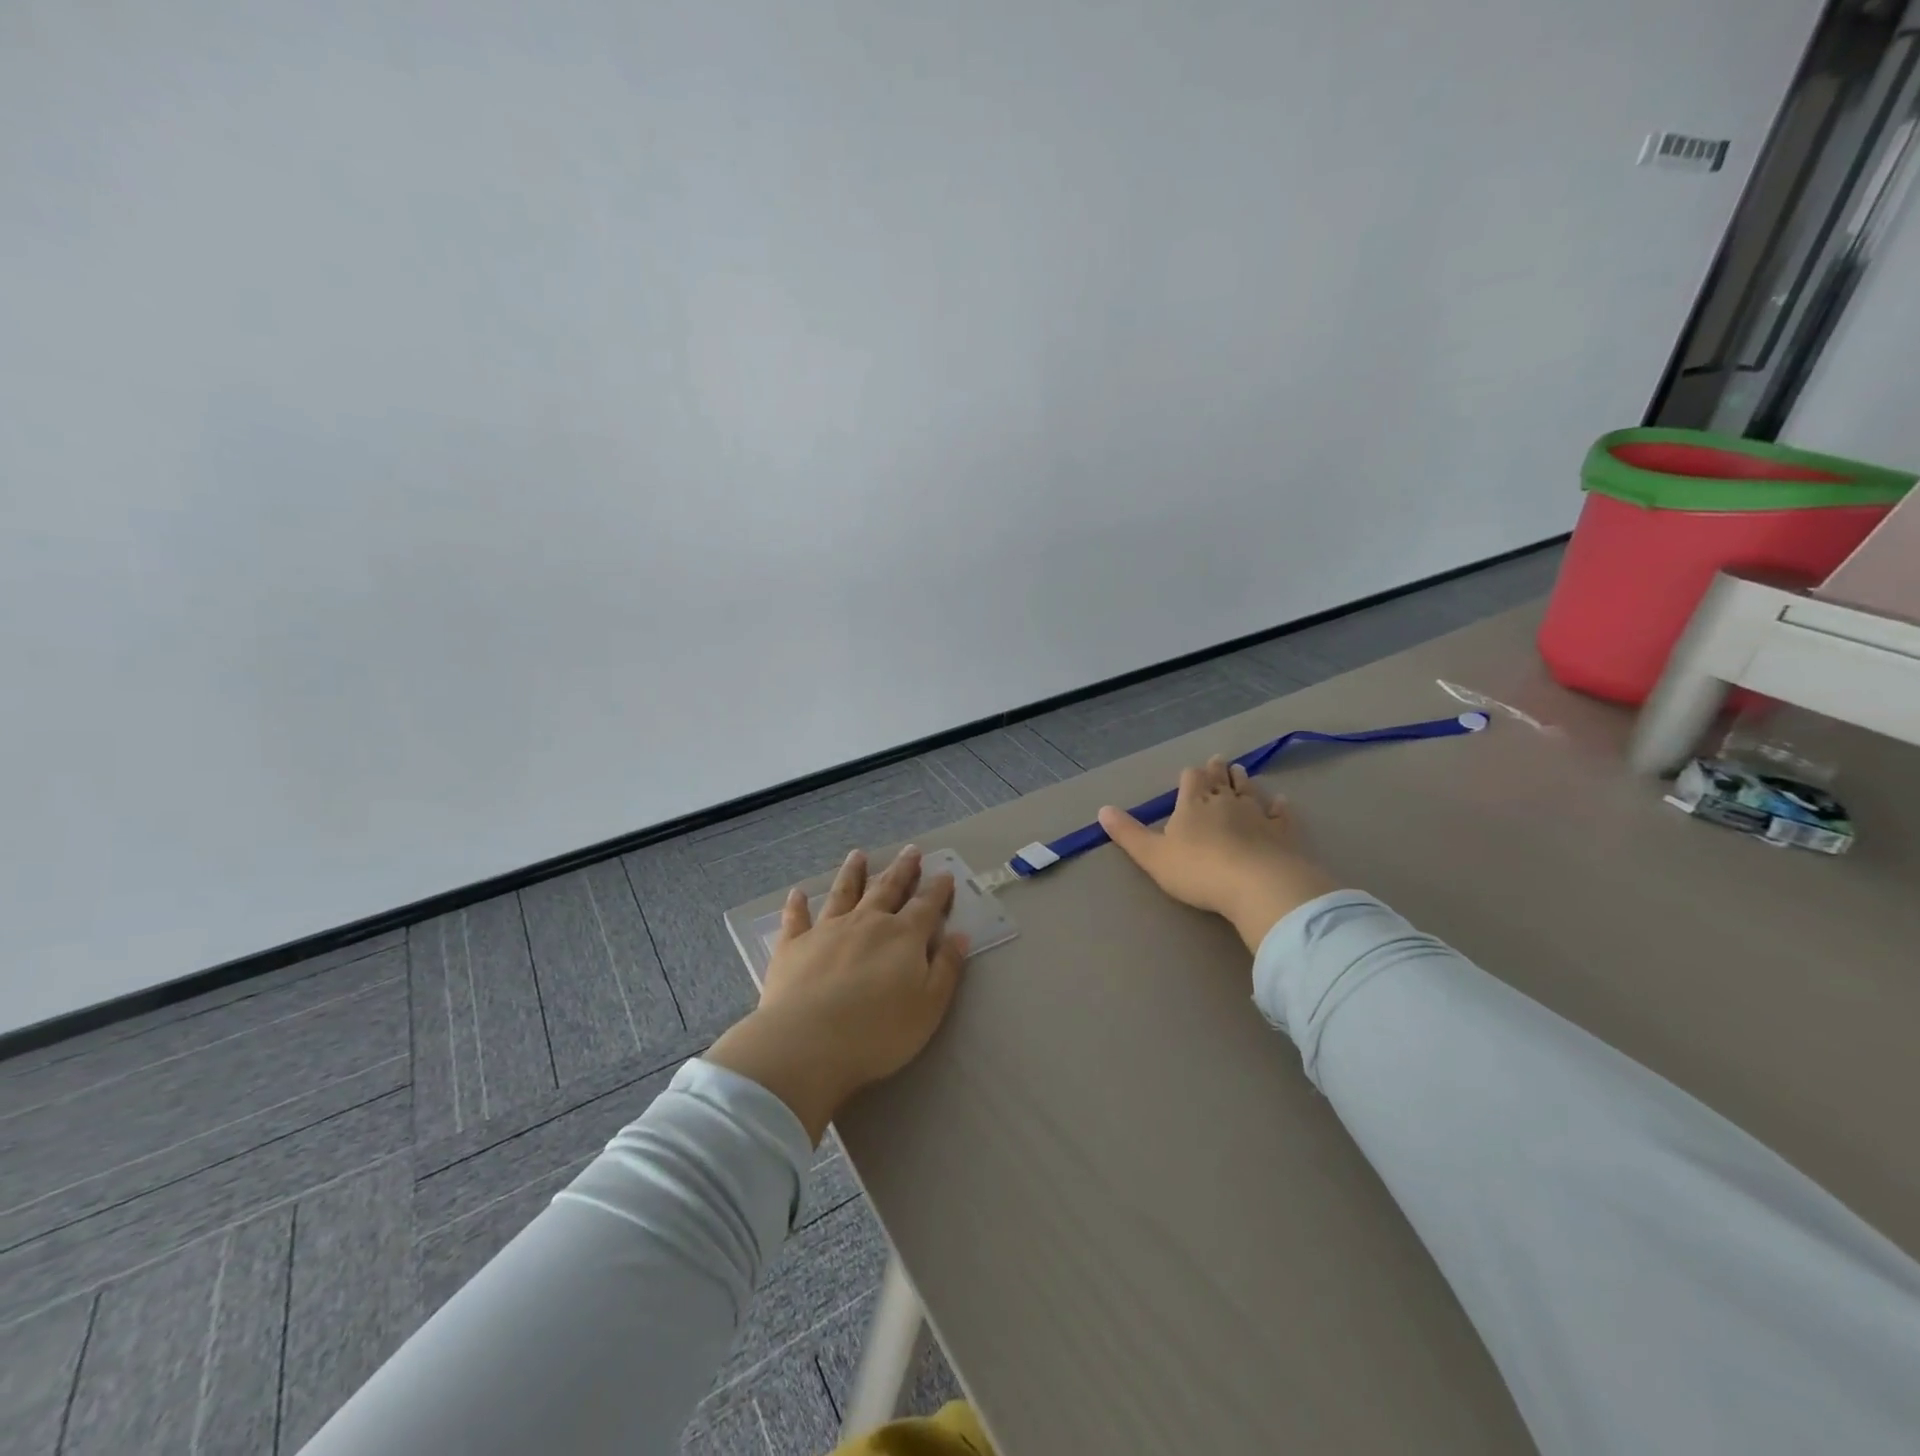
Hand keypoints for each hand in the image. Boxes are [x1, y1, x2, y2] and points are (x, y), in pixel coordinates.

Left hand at [705, 845, 969, 1143]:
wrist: (807, 1043)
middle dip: (901, 869)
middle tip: (910, 850)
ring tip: (858, 855)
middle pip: (887, 889)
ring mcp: (827, 930)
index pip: (926, 905)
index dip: (937, 890)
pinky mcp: (794, 946)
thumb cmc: (878, 1032)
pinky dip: (797, 905)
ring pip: (843, 893)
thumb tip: (959, 936)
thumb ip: (946, 969)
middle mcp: (866, 922)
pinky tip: (797, 893)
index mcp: (902, 936)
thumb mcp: (929, 1007)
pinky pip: (796, 919)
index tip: (944, 874)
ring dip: (853, 873)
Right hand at [1097, 757, 1339, 951]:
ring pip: (1250, 790)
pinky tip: (1281, 801)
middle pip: (1221, 779)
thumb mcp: (1152, 855)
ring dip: (1244, 781)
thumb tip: (1102, 809)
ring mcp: (1258, 814)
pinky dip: (1279, 806)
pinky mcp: (1283, 832)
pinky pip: (1281, 814)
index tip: (1192, 771)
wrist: (1257, 885)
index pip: (1191, 778)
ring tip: (1242, 771)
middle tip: (1219, 761)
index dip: (1191, 775)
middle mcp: (1226, 800)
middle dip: (1218, 771)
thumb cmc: (1198, 870)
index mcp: (1193, 803)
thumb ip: (1128, 833)